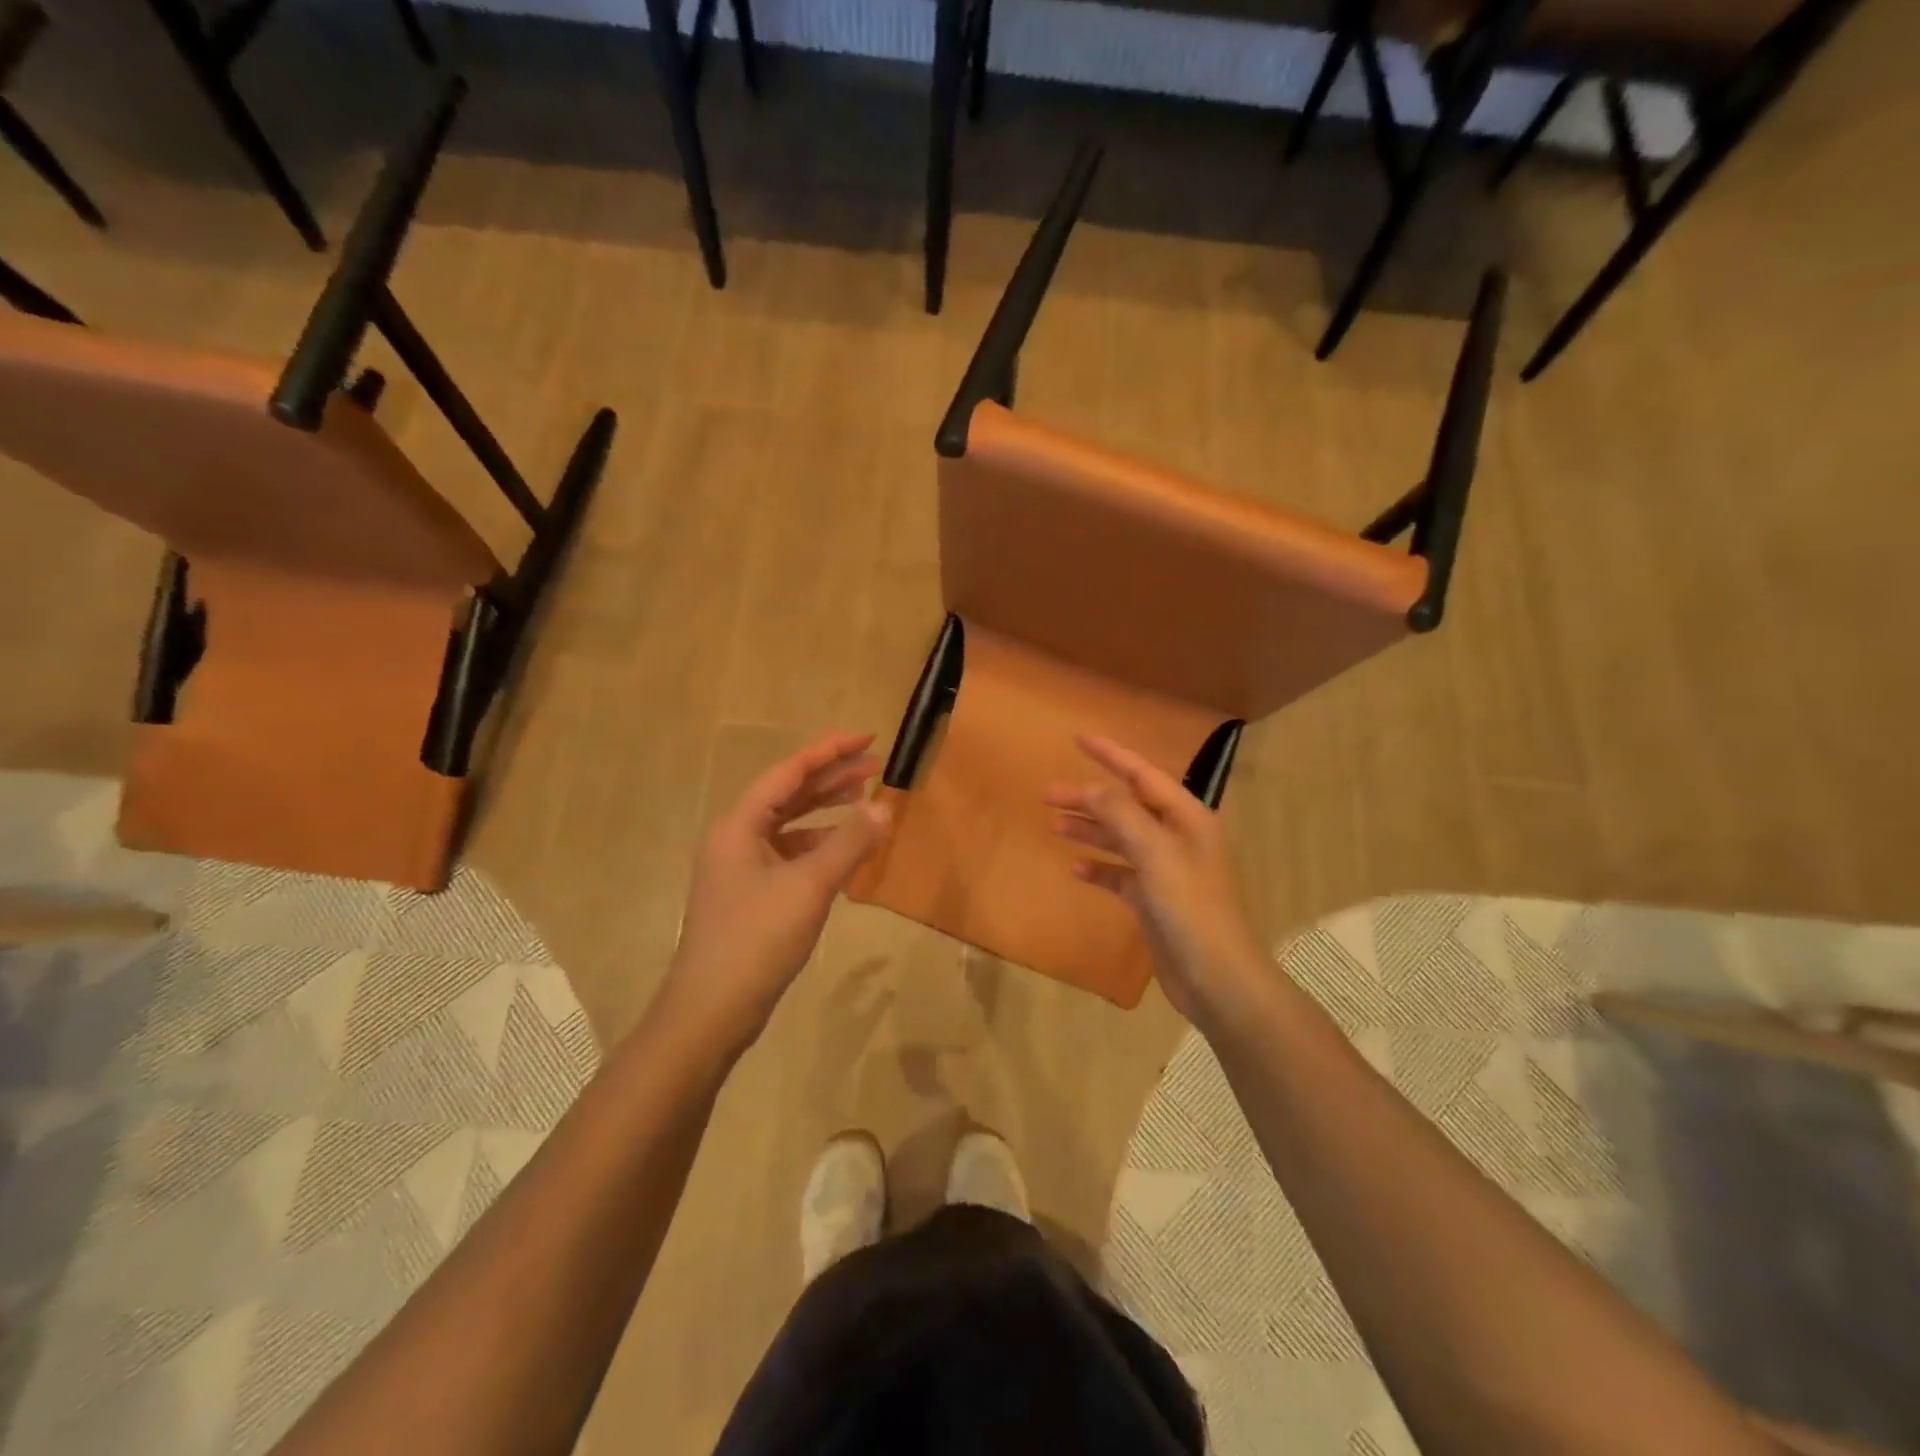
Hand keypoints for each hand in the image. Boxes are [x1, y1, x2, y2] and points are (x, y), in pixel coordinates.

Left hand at [662, 732, 887, 1055]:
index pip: (789, 772)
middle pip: (789, 795)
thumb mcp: (809, 886)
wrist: (712, 1010)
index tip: (867, 739)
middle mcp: (736, 838)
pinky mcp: (751, 895)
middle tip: (875, 765)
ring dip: (826, 810)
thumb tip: (884, 806)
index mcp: (740, 825)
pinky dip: (819, 845)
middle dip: (832, 778)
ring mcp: (741, 868)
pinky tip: (845, 851)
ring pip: (790, 825)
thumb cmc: (757, 939)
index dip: (829, 752)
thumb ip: (849, 843)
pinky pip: (790, 854)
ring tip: (865, 798)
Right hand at [1045, 734, 1268, 1024]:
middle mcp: (1177, 837)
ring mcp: (1165, 870)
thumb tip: (1090, 789)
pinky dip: (1099, 868)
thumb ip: (1122, 815)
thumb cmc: (1190, 908)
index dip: (1110, 755)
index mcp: (1187, 818)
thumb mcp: (1155, 854)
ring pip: (1121, 838)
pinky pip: (1121, 874)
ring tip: (1055, 824)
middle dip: (1089, 798)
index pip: (1143, 774)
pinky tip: (1075, 868)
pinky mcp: (1154, 900)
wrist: (1215, 977)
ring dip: (1090, 830)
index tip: (1078, 738)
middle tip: (1048, 794)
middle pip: (1126, 806)